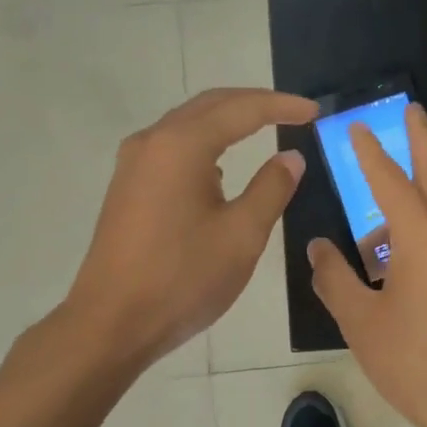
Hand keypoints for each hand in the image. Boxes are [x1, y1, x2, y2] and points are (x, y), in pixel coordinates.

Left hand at [66, 87, 317, 369]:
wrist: (112, 322)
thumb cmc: (183, 278)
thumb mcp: (242, 235)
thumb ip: (271, 189)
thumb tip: (290, 157)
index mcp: (182, 146)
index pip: (241, 110)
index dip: (281, 106)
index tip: (314, 111)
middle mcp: (152, 142)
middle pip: (209, 107)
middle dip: (253, 104)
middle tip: (293, 114)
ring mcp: (133, 165)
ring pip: (187, 127)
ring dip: (226, 123)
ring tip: (263, 132)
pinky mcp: (127, 188)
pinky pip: (172, 150)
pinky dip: (204, 147)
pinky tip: (220, 171)